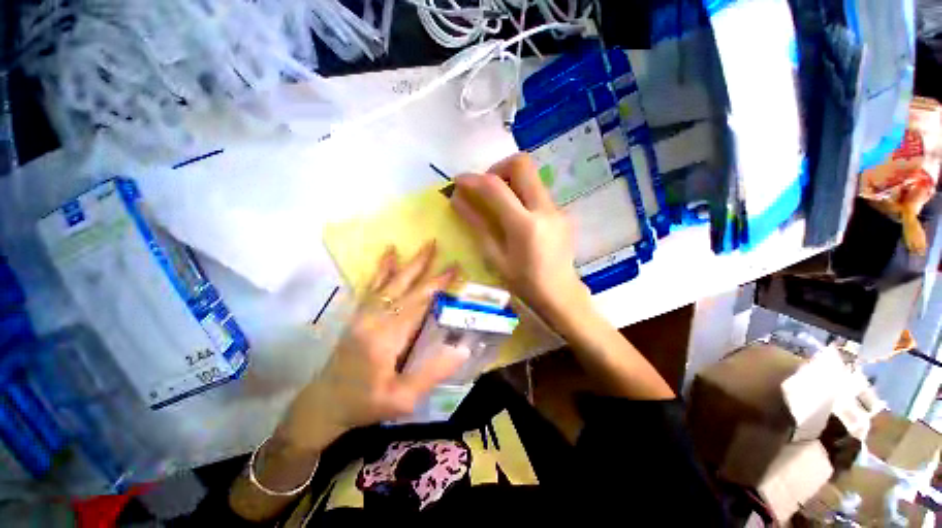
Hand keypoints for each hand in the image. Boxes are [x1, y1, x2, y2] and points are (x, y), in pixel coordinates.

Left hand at [276, 242, 466, 451]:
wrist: (323, 405)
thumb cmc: (365, 404)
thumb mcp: (402, 399)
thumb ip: (432, 373)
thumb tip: (462, 348)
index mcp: (387, 338)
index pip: (419, 304)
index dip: (438, 285)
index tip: (454, 269)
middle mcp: (374, 319)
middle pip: (405, 287)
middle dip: (425, 267)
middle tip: (439, 247)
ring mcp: (363, 314)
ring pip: (390, 282)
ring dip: (408, 263)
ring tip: (422, 246)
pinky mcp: (358, 314)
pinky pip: (372, 286)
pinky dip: (383, 269)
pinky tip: (389, 254)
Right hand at [451, 153, 589, 326]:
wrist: (561, 294)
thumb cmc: (524, 283)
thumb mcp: (495, 257)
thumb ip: (477, 225)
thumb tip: (457, 200)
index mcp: (525, 225)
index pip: (495, 187)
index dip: (473, 179)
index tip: (458, 181)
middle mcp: (545, 209)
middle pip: (522, 164)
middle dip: (497, 168)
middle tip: (485, 188)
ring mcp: (557, 209)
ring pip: (531, 176)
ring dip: (510, 181)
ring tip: (497, 204)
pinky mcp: (562, 212)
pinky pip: (538, 192)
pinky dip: (521, 195)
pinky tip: (515, 217)